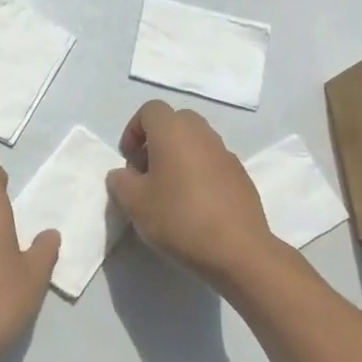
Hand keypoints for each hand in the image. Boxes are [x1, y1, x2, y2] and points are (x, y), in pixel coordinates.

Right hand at [107, 100, 273, 282]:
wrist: (238, 250)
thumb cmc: (179, 219)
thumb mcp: (134, 204)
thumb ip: (120, 181)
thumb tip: (124, 175)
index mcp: (174, 132)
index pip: (150, 110)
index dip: (133, 130)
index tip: (129, 160)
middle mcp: (202, 134)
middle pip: (176, 121)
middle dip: (157, 140)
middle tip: (147, 172)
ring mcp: (226, 154)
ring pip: (196, 141)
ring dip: (179, 155)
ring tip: (169, 190)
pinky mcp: (241, 176)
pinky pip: (212, 161)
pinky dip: (199, 171)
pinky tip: (194, 204)